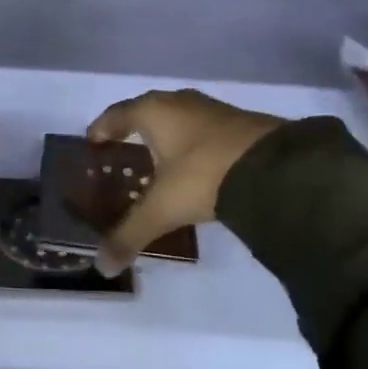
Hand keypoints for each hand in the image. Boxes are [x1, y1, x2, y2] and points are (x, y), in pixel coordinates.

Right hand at [86, 90, 283, 272]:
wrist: (274, 167)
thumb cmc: (203, 174)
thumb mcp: (162, 208)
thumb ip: (129, 234)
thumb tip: (101, 266)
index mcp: (153, 111)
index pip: (117, 114)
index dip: (102, 128)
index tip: (93, 142)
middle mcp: (179, 101)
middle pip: (146, 113)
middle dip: (133, 133)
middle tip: (123, 156)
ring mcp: (212, 109)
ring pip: (177, 120)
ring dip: (165, 138)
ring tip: (157, 164)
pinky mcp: (238, 123)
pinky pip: (201, 130)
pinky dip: (191, 145)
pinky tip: (194, 169)